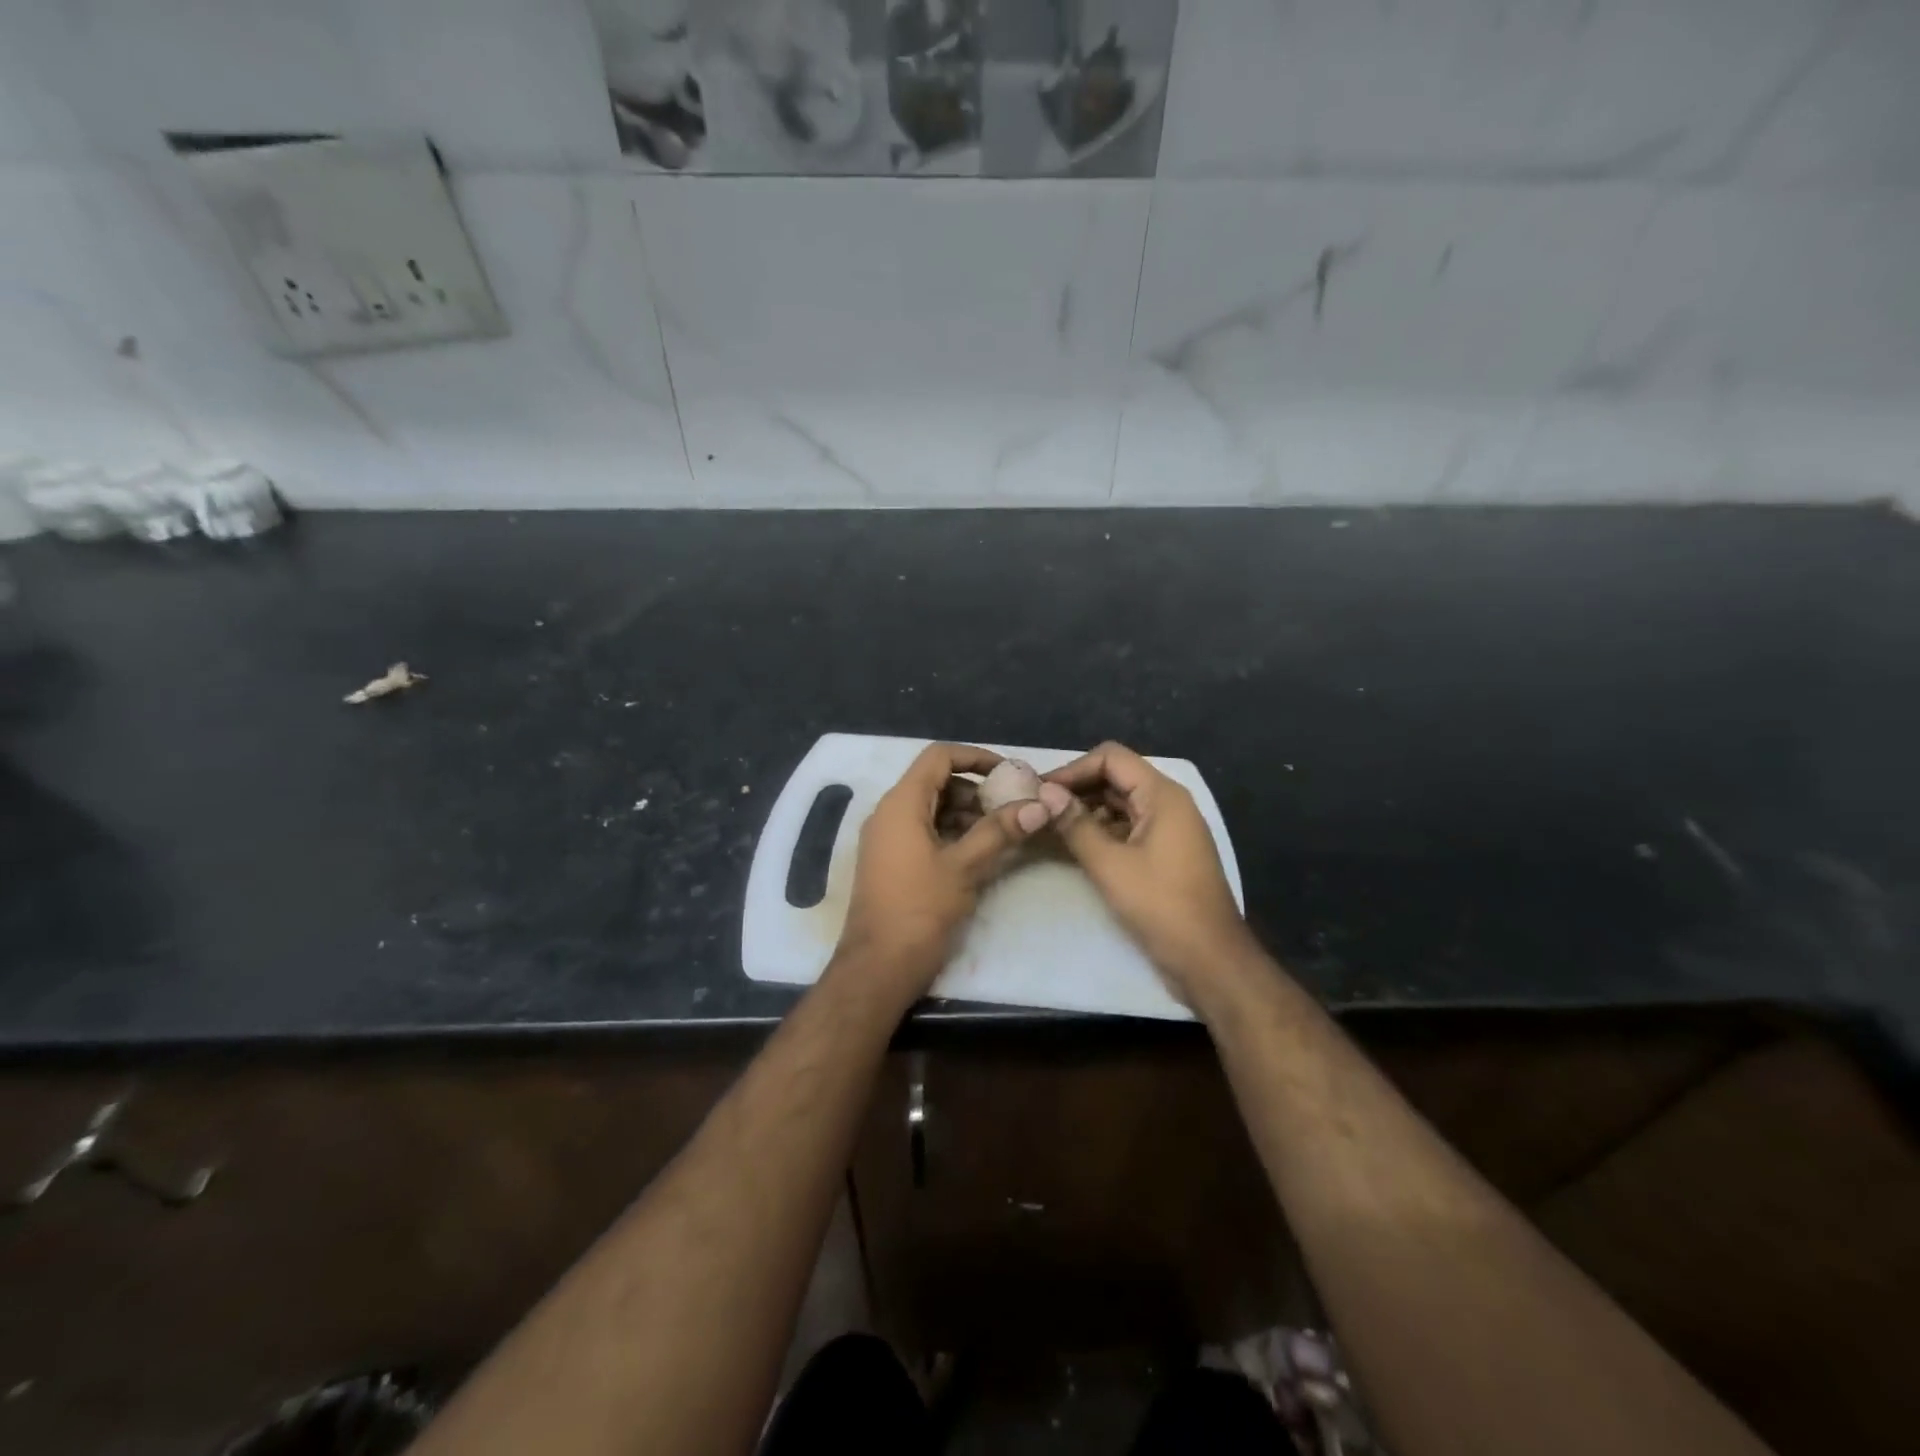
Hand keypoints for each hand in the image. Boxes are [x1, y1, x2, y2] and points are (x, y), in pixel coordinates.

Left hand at [835, 742, 1059, 1003]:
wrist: (878, 967)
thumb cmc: (920, 910)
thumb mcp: (965, 867)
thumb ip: (1001, 830)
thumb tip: (1041, 804)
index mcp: (901, 803)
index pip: (939, 757)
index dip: (976, 757)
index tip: (1010, 774)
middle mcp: (889, 813)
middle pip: (936, 781)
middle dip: (976, 790)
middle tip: (1013, 807)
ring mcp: (887, 838)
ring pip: (931, 808)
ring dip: (967, 813)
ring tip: (1004, 831)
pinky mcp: (891, 861)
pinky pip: (923, 831)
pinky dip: (952, 833)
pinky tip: (980, 852)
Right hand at [1045, 741, 1254, 1007]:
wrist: (1210, 960)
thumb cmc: (1161, 906)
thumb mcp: (1110, 864)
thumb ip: (1075, 824)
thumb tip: (1045, 793)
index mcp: (1162, 795)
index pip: (1111, 758)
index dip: (1072, 769)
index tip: (1040, 792)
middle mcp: (1168, 803)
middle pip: (1116, 777)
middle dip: (1076, 789)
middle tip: (1038, 808)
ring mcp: (1169, 828)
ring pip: (1120, 803)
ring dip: (1086, 810)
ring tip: (1049, 826)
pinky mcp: (1165, 852)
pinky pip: (1128, 827)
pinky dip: (1101, 830)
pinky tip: (1073, 845)